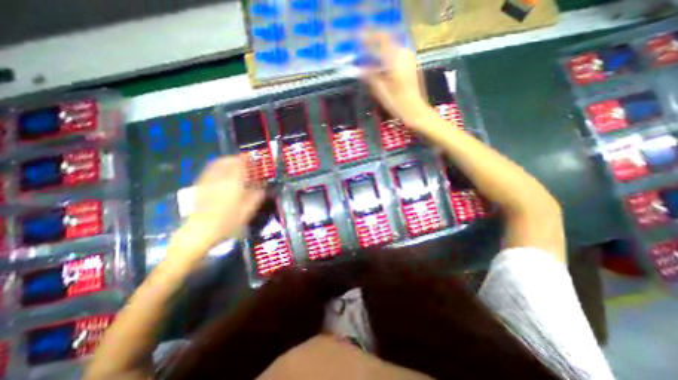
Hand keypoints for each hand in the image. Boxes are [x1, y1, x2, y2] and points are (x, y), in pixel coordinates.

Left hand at [180, 155, 264, 247]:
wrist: (200, 231)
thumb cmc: (227, 222)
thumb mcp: (247, 211)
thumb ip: (256, 197)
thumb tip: (263, 189)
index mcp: (233, 183)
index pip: (240, 165)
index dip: (247, 160)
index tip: (252, 159)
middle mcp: (219, 179)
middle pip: (226, 161)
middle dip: (235, 158)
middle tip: (244, 161)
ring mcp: (207, 182)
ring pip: (216, 164)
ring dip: (225, 161)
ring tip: (233, 164)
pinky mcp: (200, 187)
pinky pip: (209, 171)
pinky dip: (216, 167)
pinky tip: (221, 173)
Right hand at [363, 32, 430, 127]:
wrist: (417, 111)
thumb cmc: (398, 104)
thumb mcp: (381, 93)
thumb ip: (371, 77)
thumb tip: (360, 67)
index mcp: (395, 60)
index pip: (381, 40)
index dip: (368, 38)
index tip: (358, 39)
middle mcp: (404, 54)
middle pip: (388, 39)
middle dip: (375, 40)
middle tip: (364, 47)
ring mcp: (410, 58)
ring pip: (394, 45)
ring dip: (382, 47)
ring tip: (372, 54)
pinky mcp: (412, 64)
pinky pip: (398, 51)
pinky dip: (389, 53)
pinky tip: (384, 62)